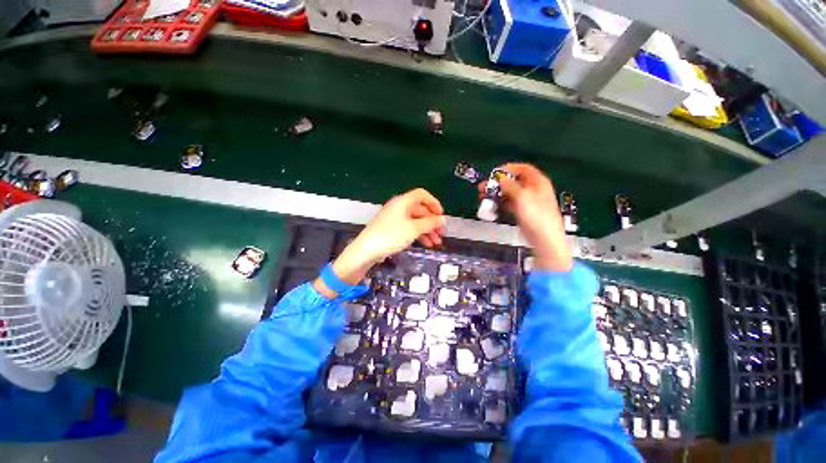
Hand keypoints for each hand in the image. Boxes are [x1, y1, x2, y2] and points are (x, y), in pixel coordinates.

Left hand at [315, 188, 446, 296]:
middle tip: (441, 234)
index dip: (434, 203)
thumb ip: (430, 223)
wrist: (366, 251)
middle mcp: (399, 207)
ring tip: (436, 243)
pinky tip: (426, 244)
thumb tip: (443, 219)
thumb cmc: (390, 236)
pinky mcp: (392, 229)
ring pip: (416, 221)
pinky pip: (409, 228)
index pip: (422, 195)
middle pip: (420, 210)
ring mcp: (395, 218)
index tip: (441, 215)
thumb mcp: (413, 229)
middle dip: (432, 222)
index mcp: (403, 202)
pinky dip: (419, 234)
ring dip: (428, 230)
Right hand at [478, 163, 571, 271]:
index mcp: (537, 182)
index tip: (494, 173)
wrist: (544, 238)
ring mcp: (527, 201)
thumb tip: (501, 178)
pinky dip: (500, 203)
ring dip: (496, 193)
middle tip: (483, 187)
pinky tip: (490, 205)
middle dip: (497, 183)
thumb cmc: (536, 215)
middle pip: (513, 181)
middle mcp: (532, 189)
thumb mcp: (522, 197)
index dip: (509, 168)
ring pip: (509, 193)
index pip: (523, 169)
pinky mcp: (522, 211)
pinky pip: (509, 203)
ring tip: (482, 196)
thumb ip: (510, 186)